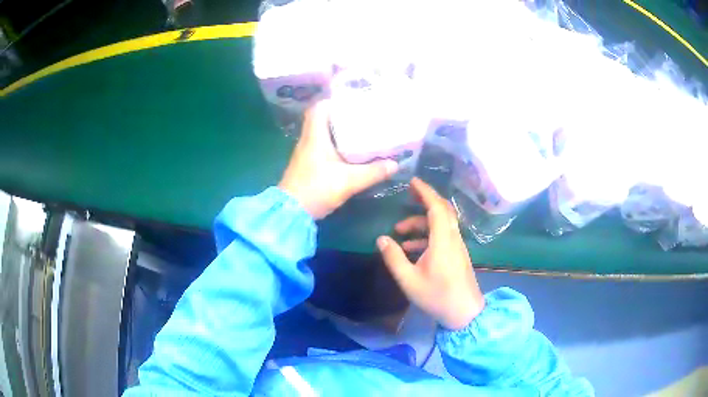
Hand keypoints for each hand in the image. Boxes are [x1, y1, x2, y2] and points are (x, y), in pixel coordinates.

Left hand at [279, 100, 398, 219]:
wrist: (291, 212)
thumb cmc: (317, 189)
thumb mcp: (349, 181)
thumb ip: (373, 172)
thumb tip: (395, 164)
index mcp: (315, 136)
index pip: (319, 108)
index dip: (333, 101)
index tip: (352, 102)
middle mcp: (308, 140)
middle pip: (321, 119)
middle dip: (340, 116)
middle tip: (361, 116)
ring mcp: (305, 153)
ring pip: (321, 133)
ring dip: (337, 131)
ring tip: (359, 130)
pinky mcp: (306, 165)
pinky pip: (321, 147)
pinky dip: (333, 145)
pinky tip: (348, 152)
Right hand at [376, 178, 484, 329]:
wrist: (464, 313)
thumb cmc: (437, 296)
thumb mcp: (409, 280)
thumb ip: (394, 258)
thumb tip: (381, 238)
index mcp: (443, 241)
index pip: (436, 207)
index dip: (425, 192)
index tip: (412, 181)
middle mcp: (452, 238)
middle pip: (442, 210)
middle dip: (424, 200)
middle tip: (407, 195)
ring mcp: (457, 246)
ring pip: (441, 224)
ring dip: (421, 223)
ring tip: (399, 232)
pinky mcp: (457, 254)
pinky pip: (442, 236)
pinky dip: (427, 235)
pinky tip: (410, 248)